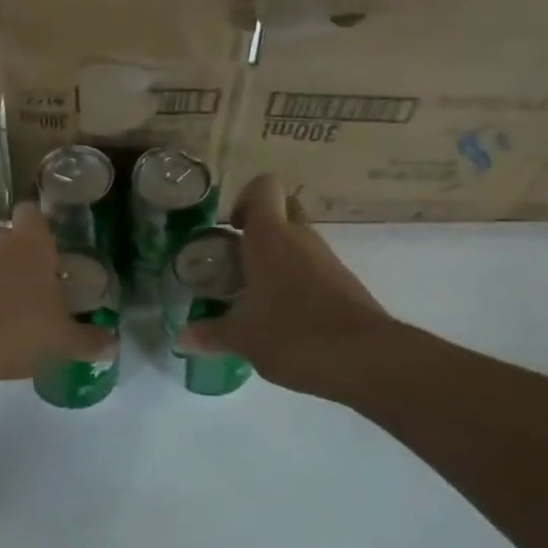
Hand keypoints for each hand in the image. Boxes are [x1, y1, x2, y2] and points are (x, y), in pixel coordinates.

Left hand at [0, 202, 115, 383]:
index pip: (32, 213)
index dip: (40, 225)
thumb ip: (88, 339)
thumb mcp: (62, 338)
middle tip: (43, 291)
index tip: (52, 247)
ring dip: (1, 283)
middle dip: (25, 262)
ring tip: (18, 316)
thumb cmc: (20, 325)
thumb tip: (112, 345)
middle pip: (11, 241)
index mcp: (31, 243)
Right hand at [178, 175, 402, 398]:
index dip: (244, 198)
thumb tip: (180, 338)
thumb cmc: (294, 334)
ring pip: (298, 240)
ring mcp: (327, 259)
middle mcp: (300, 238)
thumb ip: (210, 334)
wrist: (367, 360)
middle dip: (260, 225)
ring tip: (254, 294)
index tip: (231, 228)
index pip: (263, 187)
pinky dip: (296, 279)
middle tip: (238, 257)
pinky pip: (313, 267)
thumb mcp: (243, 338)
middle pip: (283, 209)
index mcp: (270, 237)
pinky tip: (283, 315)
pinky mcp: (344, 283)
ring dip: (277, 256)